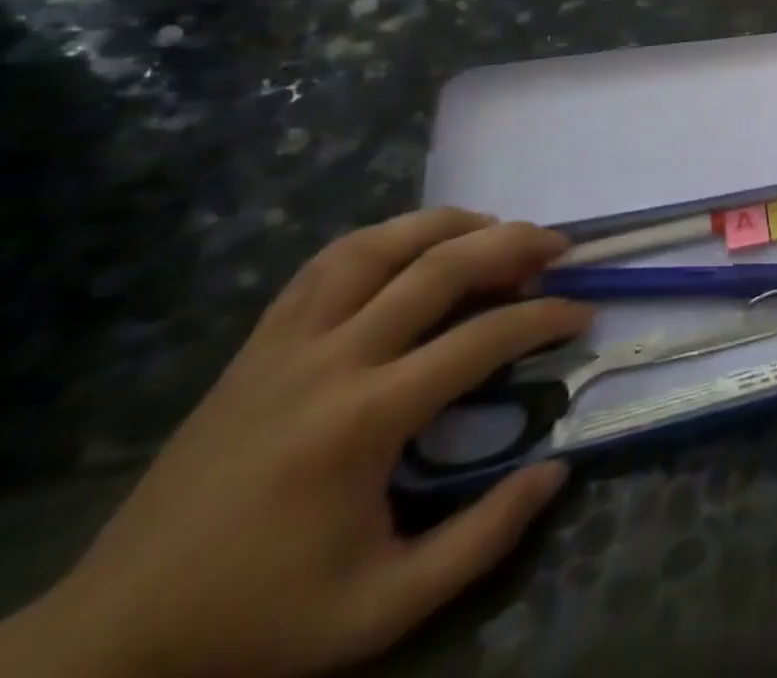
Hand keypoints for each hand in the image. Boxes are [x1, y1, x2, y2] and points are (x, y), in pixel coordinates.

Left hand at [9, 210, 590, 677]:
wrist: (109, 643)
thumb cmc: (258, 620)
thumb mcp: (382, 607)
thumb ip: (482, 538)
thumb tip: (556, 469)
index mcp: (365, 418)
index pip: (483, 337)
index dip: (546, 316)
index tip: (583, 314)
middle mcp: (331, 360)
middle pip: (440, 267)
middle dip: (514, 243)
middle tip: (558, 246)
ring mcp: (286, 345)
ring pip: (379, 246)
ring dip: (448, 225)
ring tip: (494, 229)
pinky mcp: (257, 346)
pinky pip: (327, 265)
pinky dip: (384, 239)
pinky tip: (415, 247)